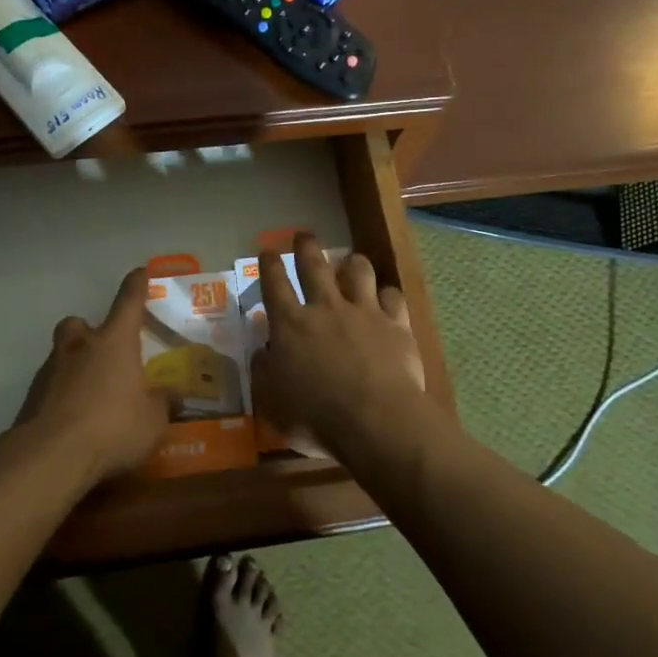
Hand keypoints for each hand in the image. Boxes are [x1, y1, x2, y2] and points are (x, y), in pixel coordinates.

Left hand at [19, 267, 169, 483]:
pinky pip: (50, 386)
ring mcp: (51, 370)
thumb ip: (163, 404)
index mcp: (114, 341)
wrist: (50, 456)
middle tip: (103, 351)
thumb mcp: (152, 421)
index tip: (140, 272)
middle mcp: (80, 346)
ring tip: (91, 393)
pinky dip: (61, 395)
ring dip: (75, 365)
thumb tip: (174, 396)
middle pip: (80, 324)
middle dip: (90, 331)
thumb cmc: (112, 427)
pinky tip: (72, 419)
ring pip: (62, 354)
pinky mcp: (31, 397)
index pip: (128, 302)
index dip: (136, 285)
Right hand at [251, 234, 426, 459]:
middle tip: (304, 235)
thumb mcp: (272, 403)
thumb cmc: (316, 417)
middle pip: (315, 265)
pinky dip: (387, 294)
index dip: (269, 265)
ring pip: (358, 271)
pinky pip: (393, 297)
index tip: (267, 251)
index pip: (274, 284)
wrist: (376, 421)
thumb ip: (263, 372)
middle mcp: (326, 308)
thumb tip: (261, 351)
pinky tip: (387, 298)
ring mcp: (364, 312)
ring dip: (353, 263)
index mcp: (291, 325)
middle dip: (306, 246)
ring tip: (352, 261)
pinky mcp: (396, 324)